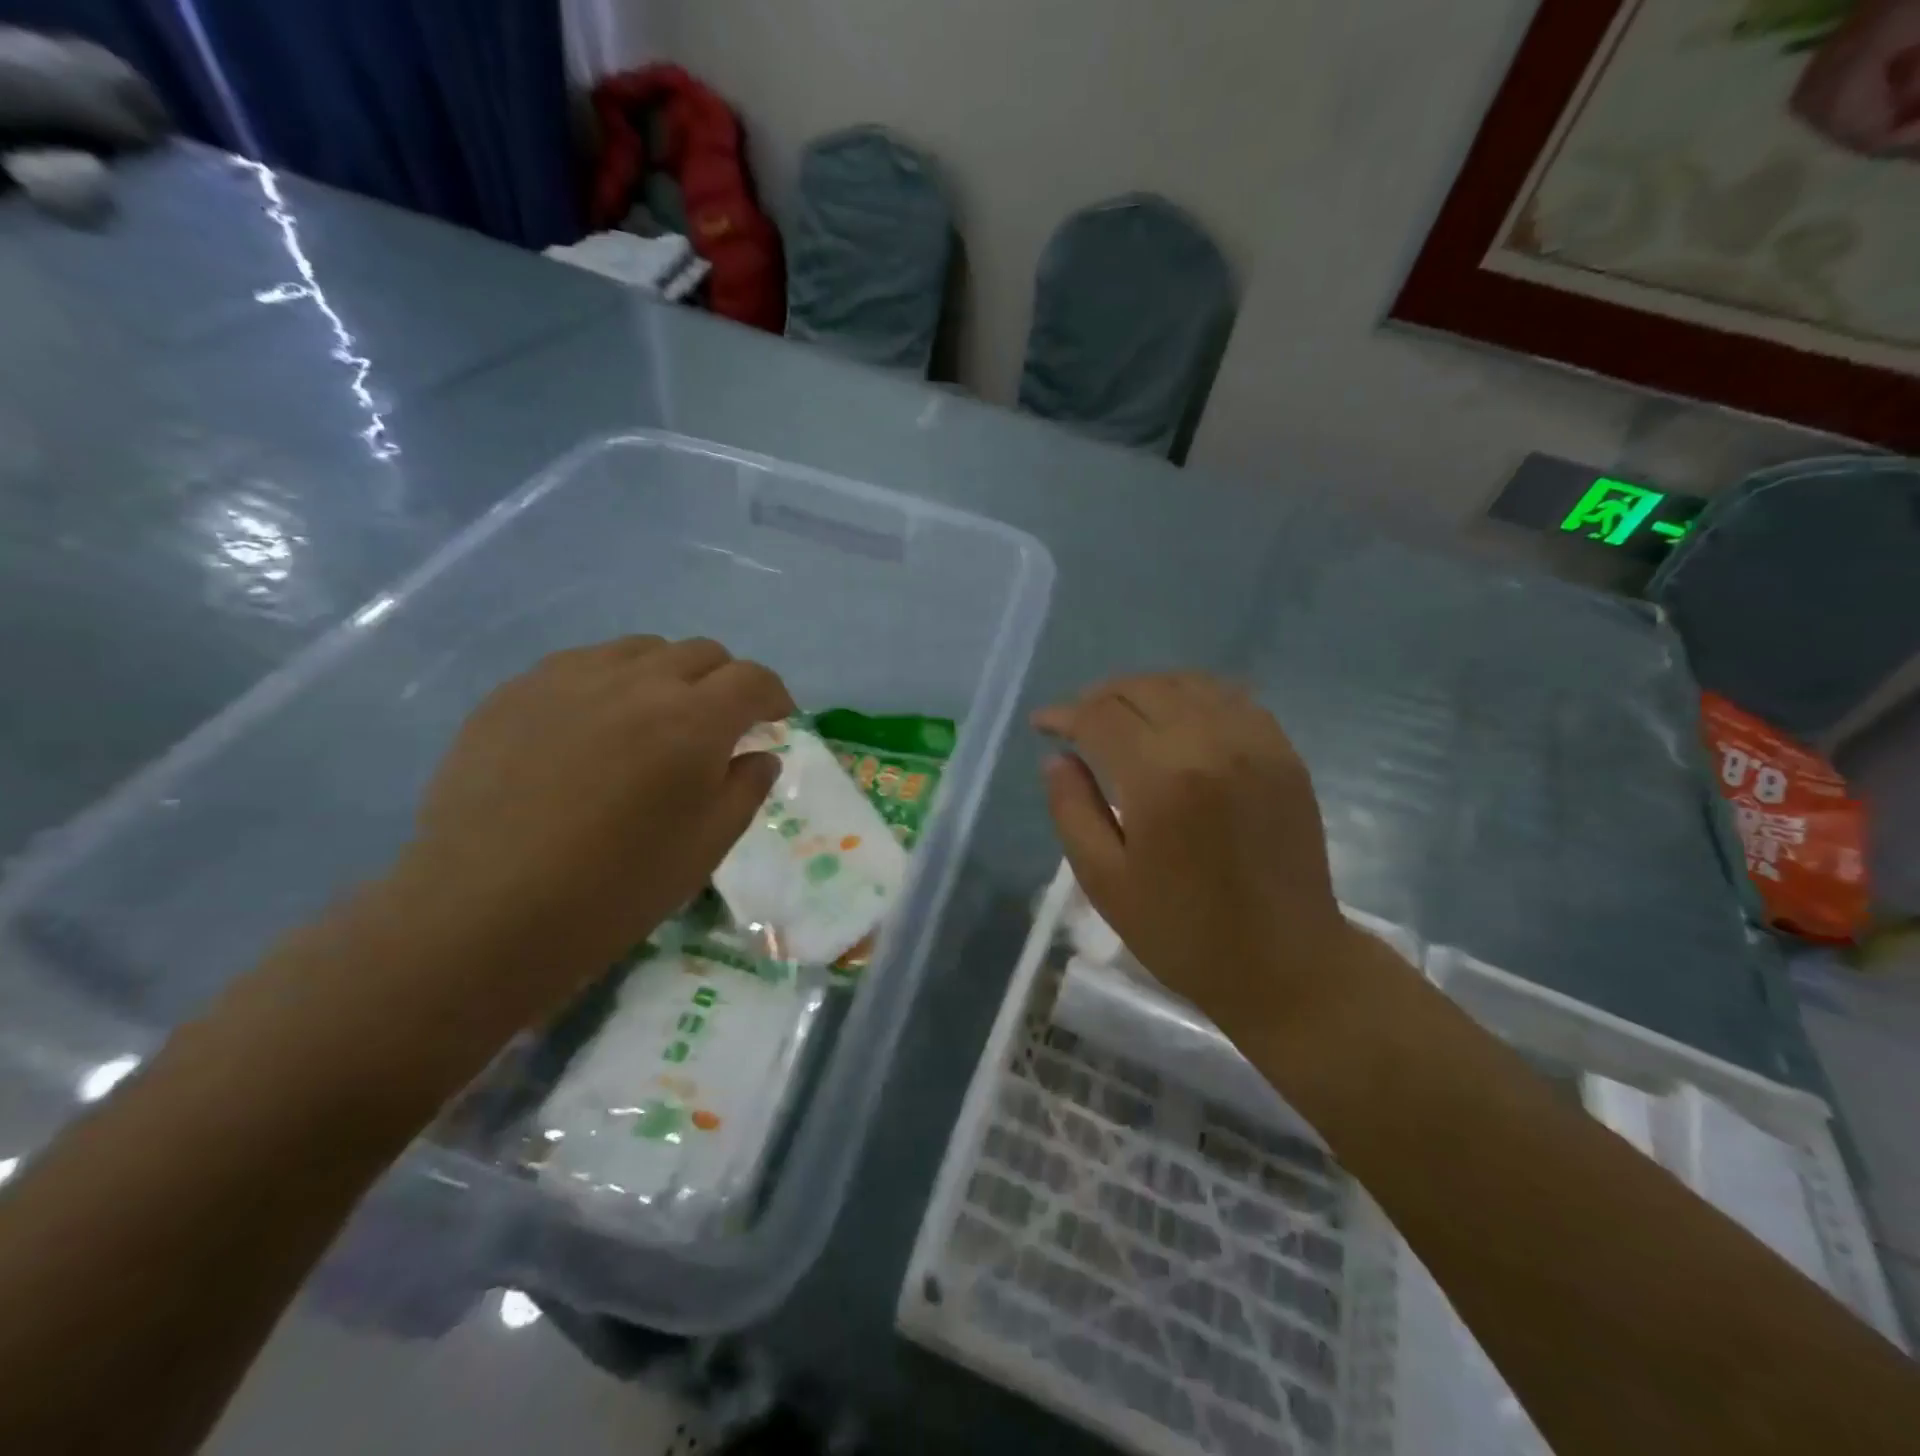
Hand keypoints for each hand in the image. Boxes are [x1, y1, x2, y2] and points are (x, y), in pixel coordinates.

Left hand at [390, 636, 792, 1024]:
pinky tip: (593, 729)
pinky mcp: (517, 690)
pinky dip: (610, 683)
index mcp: (694, 720)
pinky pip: (583, 665)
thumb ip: (745, 788)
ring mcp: (570, 678)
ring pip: (641, 650)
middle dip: (724, 683)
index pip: (753, 679)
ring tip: (654, 721)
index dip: (774, 696)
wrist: (486, 911)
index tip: (774, 721)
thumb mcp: (707, 846)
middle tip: (718, 726)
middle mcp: (637, 681)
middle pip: (702, 653)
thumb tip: (758, 755)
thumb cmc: (616, 887)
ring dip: (667, 676)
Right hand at [1036, 672, 1358, 1028]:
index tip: (1042, 724)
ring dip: (1144, 689)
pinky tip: (1176, 717)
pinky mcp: (1284, 753)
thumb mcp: (1105, 881)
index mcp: (1161, 779)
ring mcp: (1256, 743)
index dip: (1064, 714)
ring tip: (1121, 714)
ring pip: (1187, 683)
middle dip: (1099, 697)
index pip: (1101, 717)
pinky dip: (1193, 695)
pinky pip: (1232, 697)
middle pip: (1142, 688)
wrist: (1285, 963)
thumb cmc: (1183, 931)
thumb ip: (1072, 810)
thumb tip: (1057, 758)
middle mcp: (1211, 744)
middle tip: (1076, 721)